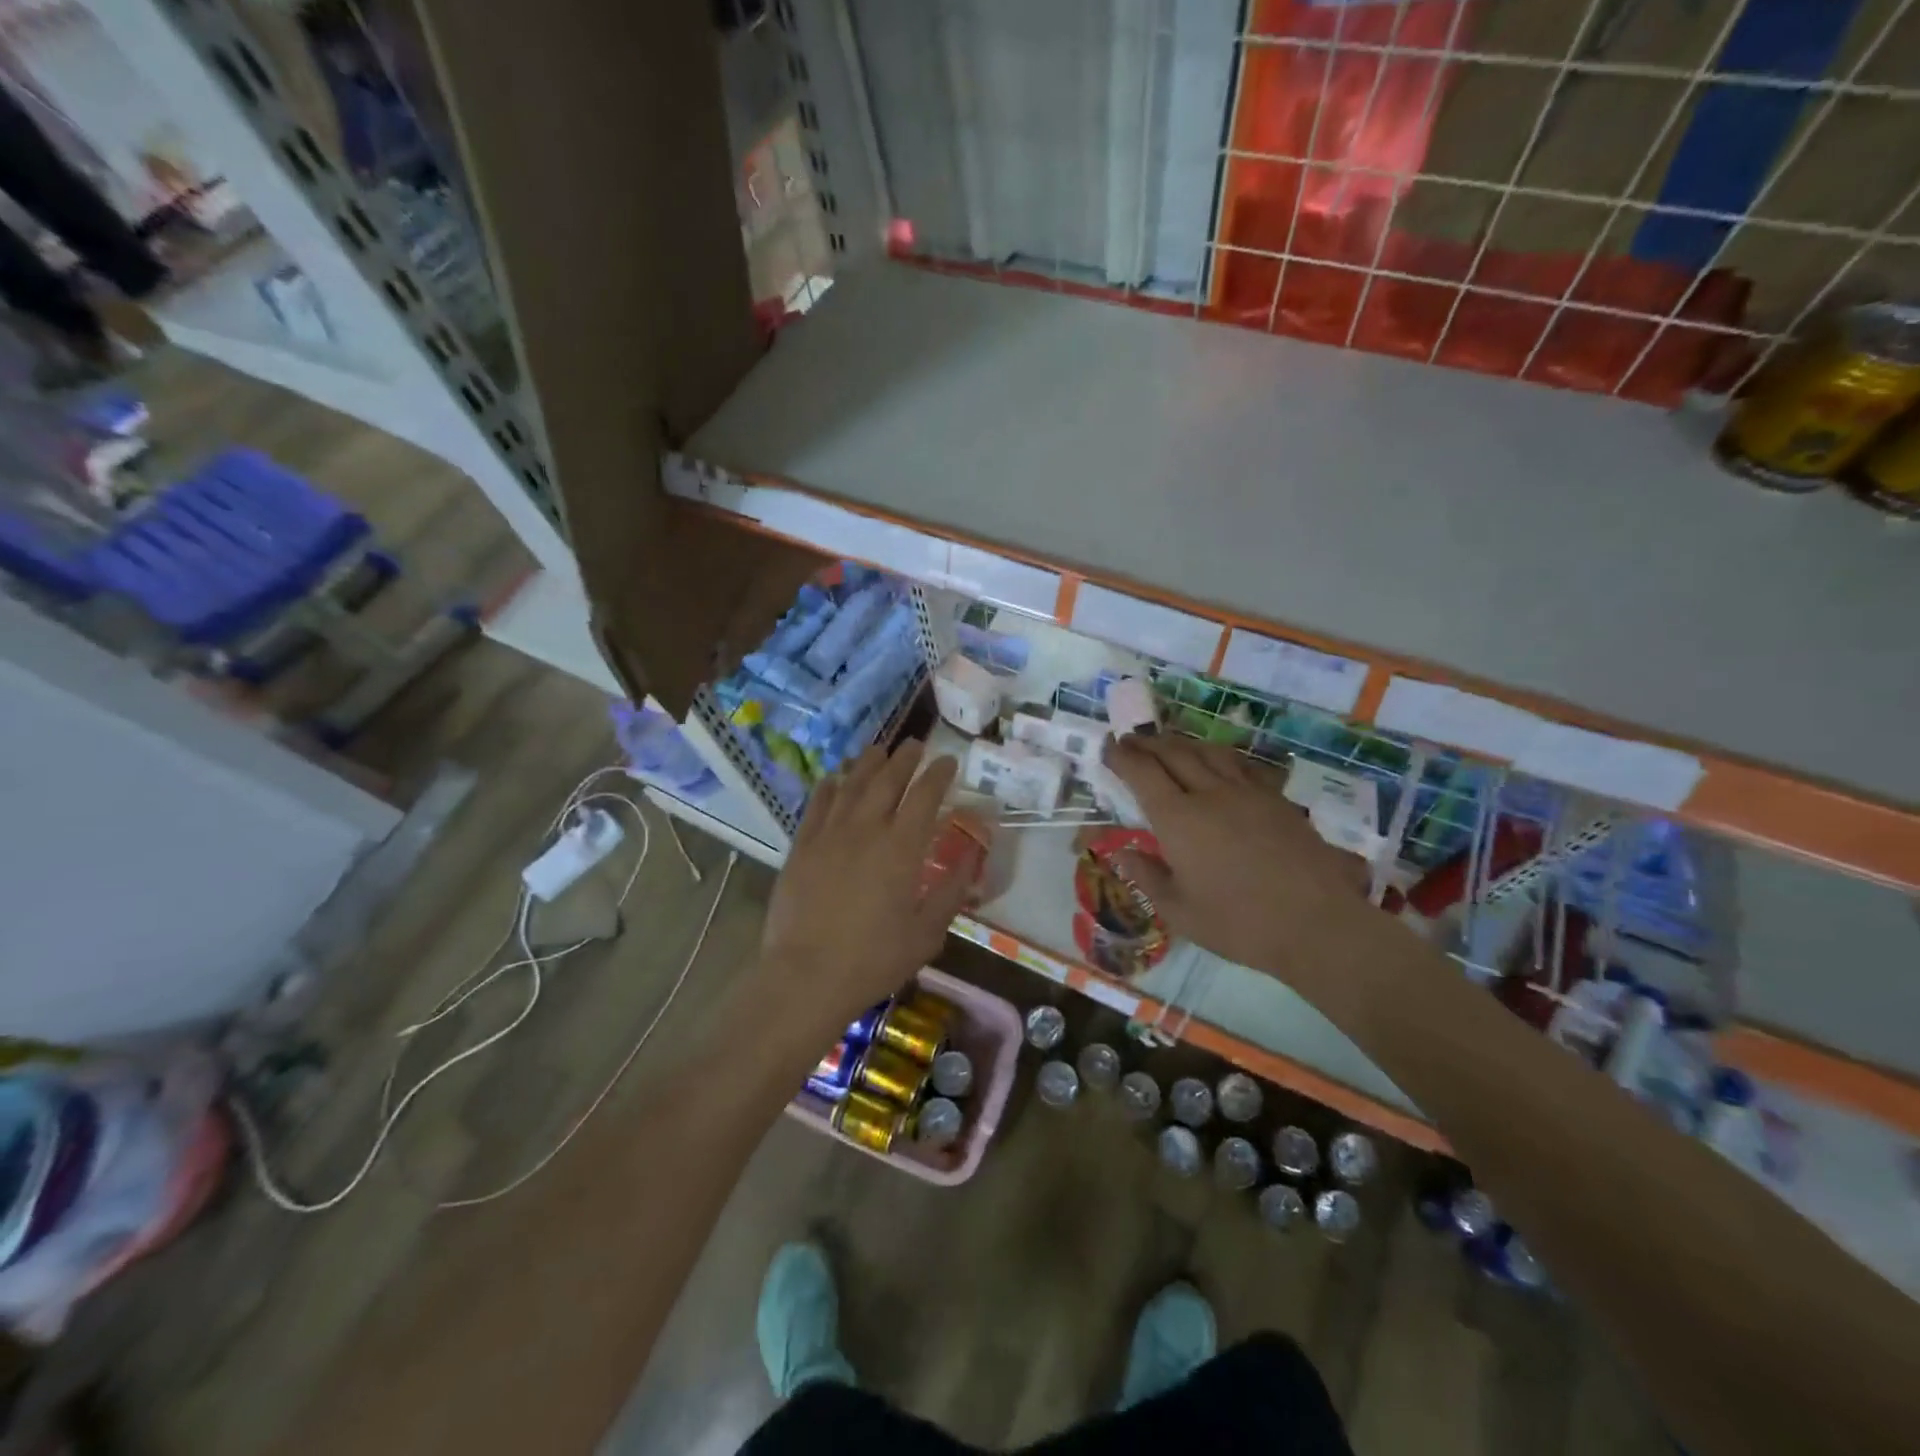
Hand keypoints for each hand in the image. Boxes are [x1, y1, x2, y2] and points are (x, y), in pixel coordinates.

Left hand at [759, 740, 971, 1032]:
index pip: (925, 796)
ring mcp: (829, 834)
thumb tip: (971, 859)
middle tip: (915, 744)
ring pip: (851, 784)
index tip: (948, 761)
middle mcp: (867, 829)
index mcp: (902, 847)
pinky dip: (830, 786)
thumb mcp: (927, 933)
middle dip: (905, 758)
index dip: (938, 774)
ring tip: (880, 750)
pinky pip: (818, 804)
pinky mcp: (802, 846)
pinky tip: (836, 778)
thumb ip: (951, 891)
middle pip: (888, 780)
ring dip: (868, 763)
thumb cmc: (874, 960)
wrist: (806, 976)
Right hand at [1103, 735, 1372, 980]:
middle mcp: (1210, 794)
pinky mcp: (1276, 800)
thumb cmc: (1238, 923)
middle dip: (1148, 743)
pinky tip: (1219, 763)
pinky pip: (1241, 765)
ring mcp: (1247, 793)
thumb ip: (1147, 876)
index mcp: (1178, 819)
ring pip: (1208, 752)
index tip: (1108, 746)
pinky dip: (1219, 756)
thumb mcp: (1179, 911)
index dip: (1122, 756)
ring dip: (1182, 743)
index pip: (1142, 773)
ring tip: (1169, 744)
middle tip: (1131, 739)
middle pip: (1174, 753)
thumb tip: (1120, 852)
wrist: (1316, 924)